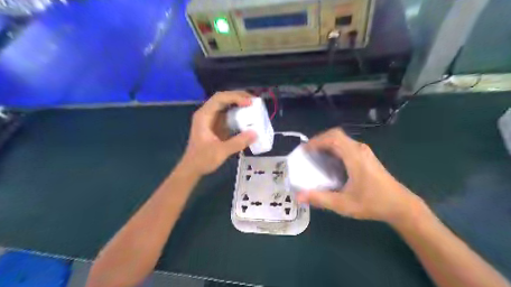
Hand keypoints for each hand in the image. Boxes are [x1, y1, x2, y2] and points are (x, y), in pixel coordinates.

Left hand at [181, 92, 256, 176]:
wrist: (192, 168)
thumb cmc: (202, 159)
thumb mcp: (221, 151)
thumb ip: (238, 142)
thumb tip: (255, 133)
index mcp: (204, 115)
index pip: (220, 98)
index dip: (235, 97)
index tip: (249, 103)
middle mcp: (207, 113)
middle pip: (223, 98)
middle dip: (239, 97)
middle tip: (255, 101)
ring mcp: (211, 119)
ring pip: (226, 105)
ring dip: (239, 103)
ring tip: (253, 106)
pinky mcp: (216, 125)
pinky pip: (228, 114)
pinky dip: (238, 113)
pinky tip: (247, 116)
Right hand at [298, 128, 425, 225]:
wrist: (401, 206)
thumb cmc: (373, 203)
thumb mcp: (344, 204)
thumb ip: (320, 199)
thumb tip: (298, 196)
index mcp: (355, 156)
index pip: (333, 137)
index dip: (316, 140)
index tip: (304, 151)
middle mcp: (359, 149)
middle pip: (336, 135)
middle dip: (319, 141)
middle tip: (307, 154)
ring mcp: (364, 152)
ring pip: (341, 140)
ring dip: (326, 145)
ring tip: (314, 158)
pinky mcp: (365, 156)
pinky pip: (346, 146)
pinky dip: (333, 149)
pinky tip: (329, 163)